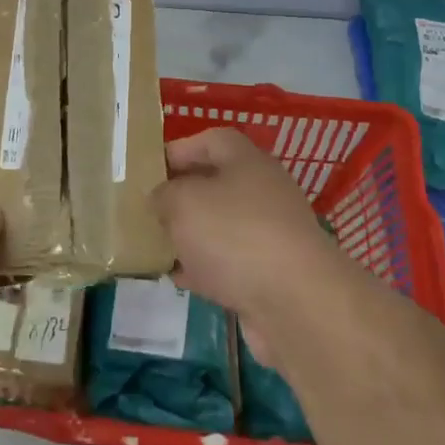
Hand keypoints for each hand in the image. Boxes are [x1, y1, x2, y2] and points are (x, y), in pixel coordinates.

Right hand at [154, 127, 346, 355]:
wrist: (296, 304)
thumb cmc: (234, 235)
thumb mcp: (182, 202)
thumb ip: (163, 195)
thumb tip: (161, 199)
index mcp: (247, 161)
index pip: (211, 140)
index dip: (179, 150)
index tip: (148, 170)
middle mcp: (263, 192)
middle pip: (216, 184)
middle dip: (181, 196)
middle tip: (147, 210)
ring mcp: (270, 235)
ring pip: (221, 226)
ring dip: (191, 235)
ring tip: (155, 245)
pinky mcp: (271, 274)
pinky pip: (230, 263)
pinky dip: (205, 269)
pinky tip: (178, 279)